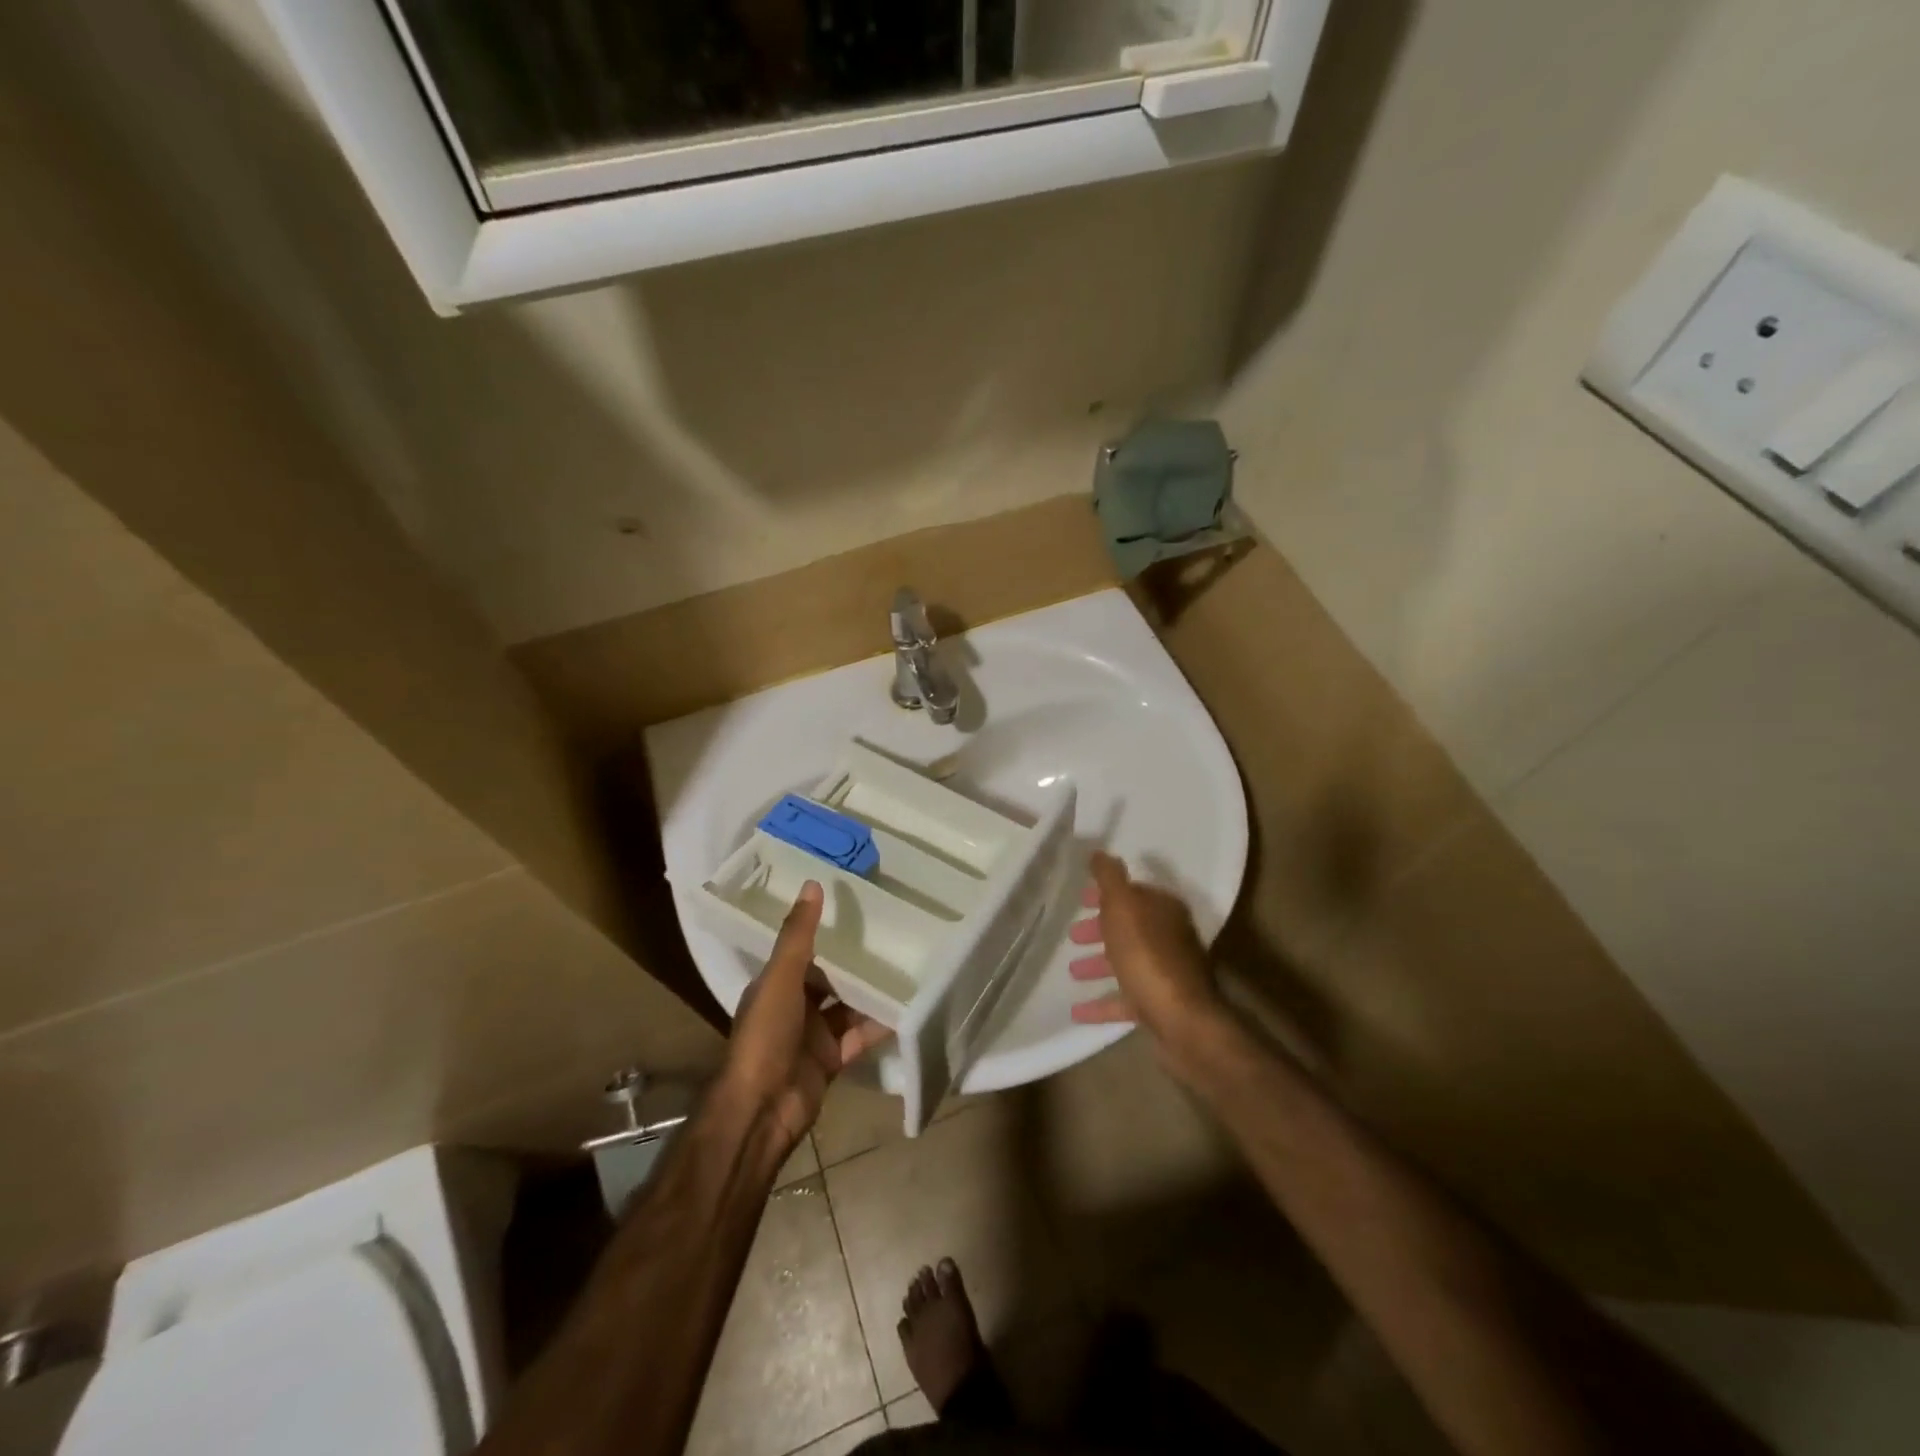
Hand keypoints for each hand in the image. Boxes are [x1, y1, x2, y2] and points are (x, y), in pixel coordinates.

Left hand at [720, 880, 892, 1152]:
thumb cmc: (765, 1036)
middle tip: (892, 933)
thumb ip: (798, 934)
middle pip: (830, 978)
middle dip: (855, 961)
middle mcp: (794, 1006)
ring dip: (871, 991)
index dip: (826, 932)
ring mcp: (814, 1035)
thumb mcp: (781, 978)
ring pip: (848, 1006)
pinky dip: (880, 1023)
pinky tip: (908, 1005)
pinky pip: (861, 1035)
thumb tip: (812, 883)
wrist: (763, 1109)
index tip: (856, 908)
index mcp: (775, 985)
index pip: (803, 951)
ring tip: (907, 963)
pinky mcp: (833, 1059)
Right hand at [1068, 852, 1223, 1047]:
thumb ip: (1109, 878)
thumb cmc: (1147, 956)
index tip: (1080, 899)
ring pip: (1127, 963)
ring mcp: (1166, 974)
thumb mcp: (1123, 907)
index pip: (1134, 893)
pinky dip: (1102, 1002)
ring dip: (1099, 964)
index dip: (1106, 894)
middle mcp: (1170, 938)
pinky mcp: (1160, 1007)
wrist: (1181, 1021)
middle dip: (1100, 929)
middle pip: (1130, 928)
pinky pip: (1125, 1001)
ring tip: (1072, 971)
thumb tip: (1100, 852)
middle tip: (1073, 934)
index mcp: (1164, 911)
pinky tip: (1076, 1010)